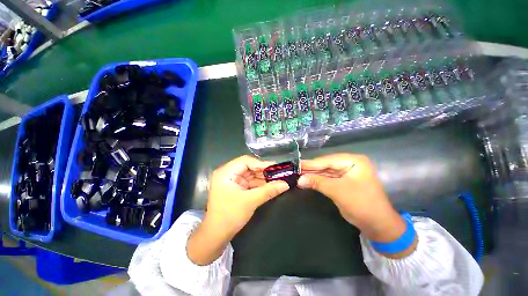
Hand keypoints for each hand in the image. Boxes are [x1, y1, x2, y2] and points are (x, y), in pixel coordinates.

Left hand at [187, 155, 288, 264]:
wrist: (217, 235)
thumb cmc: (230, 216)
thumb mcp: (251, 201)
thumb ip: (269, 191)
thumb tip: (286, 184)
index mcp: (226, 172)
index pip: (246, 161)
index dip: (261, 164)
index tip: (275, 168)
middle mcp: (227, 173)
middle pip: (249, 167)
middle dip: (263, 172)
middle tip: (278, 174)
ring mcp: (231, 180)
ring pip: (250, 174)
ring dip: (263, 178)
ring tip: (277, 180)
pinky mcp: (235, 187)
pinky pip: (249, 182)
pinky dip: (259, 184)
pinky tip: (269, 186)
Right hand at [298, 154, 408, 246]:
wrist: (378, 225)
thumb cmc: (361, 204)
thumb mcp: (337, 191)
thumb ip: (317, 182)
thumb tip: (299, 179)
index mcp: (354, 161)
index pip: (328, 160)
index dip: (311, 164)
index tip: (296, 164)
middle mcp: (350, 164)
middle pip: (326, 165)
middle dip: (311, 169)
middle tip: (295, 170)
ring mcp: (347, 173)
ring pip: (326, 172)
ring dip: (313, 175)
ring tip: (298, 174)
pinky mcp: (344, 181)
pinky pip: (328, 179)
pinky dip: (318, 180)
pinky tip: (308, 180)